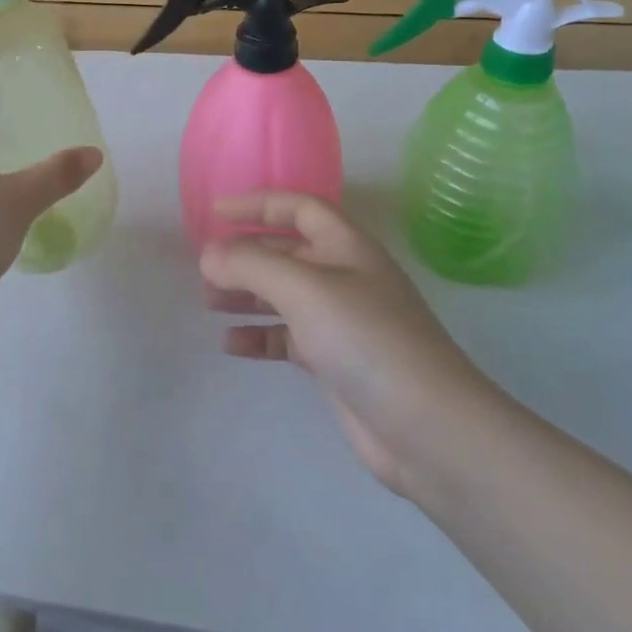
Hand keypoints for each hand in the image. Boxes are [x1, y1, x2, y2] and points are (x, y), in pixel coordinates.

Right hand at [202, 192, 497, 497]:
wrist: (427, 427)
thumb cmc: (366, 338)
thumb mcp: (304, 289)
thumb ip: (251, 265)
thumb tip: (208, 255)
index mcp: (347, 246)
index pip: (299, 207)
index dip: (257, 205)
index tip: (215, 213)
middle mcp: (345, 276)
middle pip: (287, 252)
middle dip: (244, 256)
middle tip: (204, 269)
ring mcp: (341, 321)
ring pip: (283, 295)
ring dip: (246, 294)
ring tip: (209, 302)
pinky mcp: (336, 362)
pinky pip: (287, 337)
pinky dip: (259, 336)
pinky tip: (231, 344)